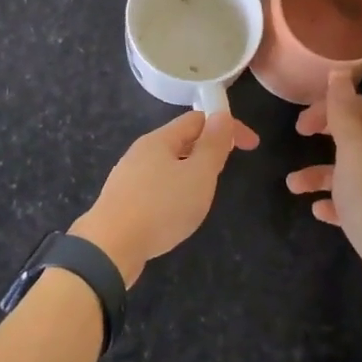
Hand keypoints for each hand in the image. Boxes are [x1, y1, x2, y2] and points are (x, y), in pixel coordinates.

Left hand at [71, 111, 259, 286]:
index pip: (198, 119)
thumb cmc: (160, 207)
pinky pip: (156, 185)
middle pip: (181, 140)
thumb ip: (212, 146)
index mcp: (160, 139)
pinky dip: (174, 190)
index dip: (227, 126)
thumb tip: (221, 114)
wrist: (109, 246)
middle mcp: (141, 151)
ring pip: (168, 164)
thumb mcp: (198, 175)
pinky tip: (176, 212)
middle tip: (226, 170)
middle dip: (208, 149)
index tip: (252, 145)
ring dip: (191, 171)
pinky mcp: (123, 200)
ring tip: (204, 193)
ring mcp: (128, 175)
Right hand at [288, 71, 361, 311]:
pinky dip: (333, 202)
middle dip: (323, 135)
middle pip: (353, 136)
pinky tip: (318, 211)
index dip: (329, 107)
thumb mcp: (353, 148)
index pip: (358, 107)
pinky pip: (352, 203)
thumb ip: (343, 110)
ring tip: (293, 187)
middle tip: (298, 138)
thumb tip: (339, 71)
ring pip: (348, 172)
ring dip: (318, 174)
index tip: (303, 122)